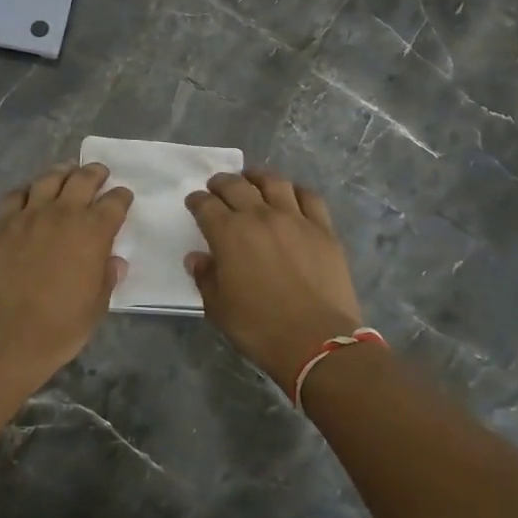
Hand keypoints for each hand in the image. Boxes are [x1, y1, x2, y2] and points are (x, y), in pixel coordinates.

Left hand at [0, 163, 131, 383]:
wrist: (6, 332)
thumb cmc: (61, 325)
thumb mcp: (97, 305)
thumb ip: (107, 277)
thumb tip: (114, 261)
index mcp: (93, 231)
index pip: (114, 203)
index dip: (121, 197)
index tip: (123, 196)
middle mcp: (62, 213)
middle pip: (82, 180)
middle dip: (94, 173)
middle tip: (99, 173)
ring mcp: (28, 215)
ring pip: (47, 179)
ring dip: (61, 173)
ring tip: (66, 172)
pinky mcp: (0, 224)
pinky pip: (14, 196)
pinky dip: (26, 191)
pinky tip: (28, 195)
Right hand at [186, 168, 364, 393]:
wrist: (317, 341)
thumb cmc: (259, 328)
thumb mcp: (218, 308)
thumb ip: (206, 277)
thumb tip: (197, 258)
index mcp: (229, 234)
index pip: (206, 205)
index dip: (197, 201)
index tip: (194, 202)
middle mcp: (260, 217)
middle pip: (236, 186)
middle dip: (221, 183)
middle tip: (217, 186)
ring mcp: (295, 219)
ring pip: (274, 182)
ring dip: (257, 177)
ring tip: (252, 179)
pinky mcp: (323, 229)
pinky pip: (309, 197)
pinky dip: (296, 191)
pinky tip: (291, 195)